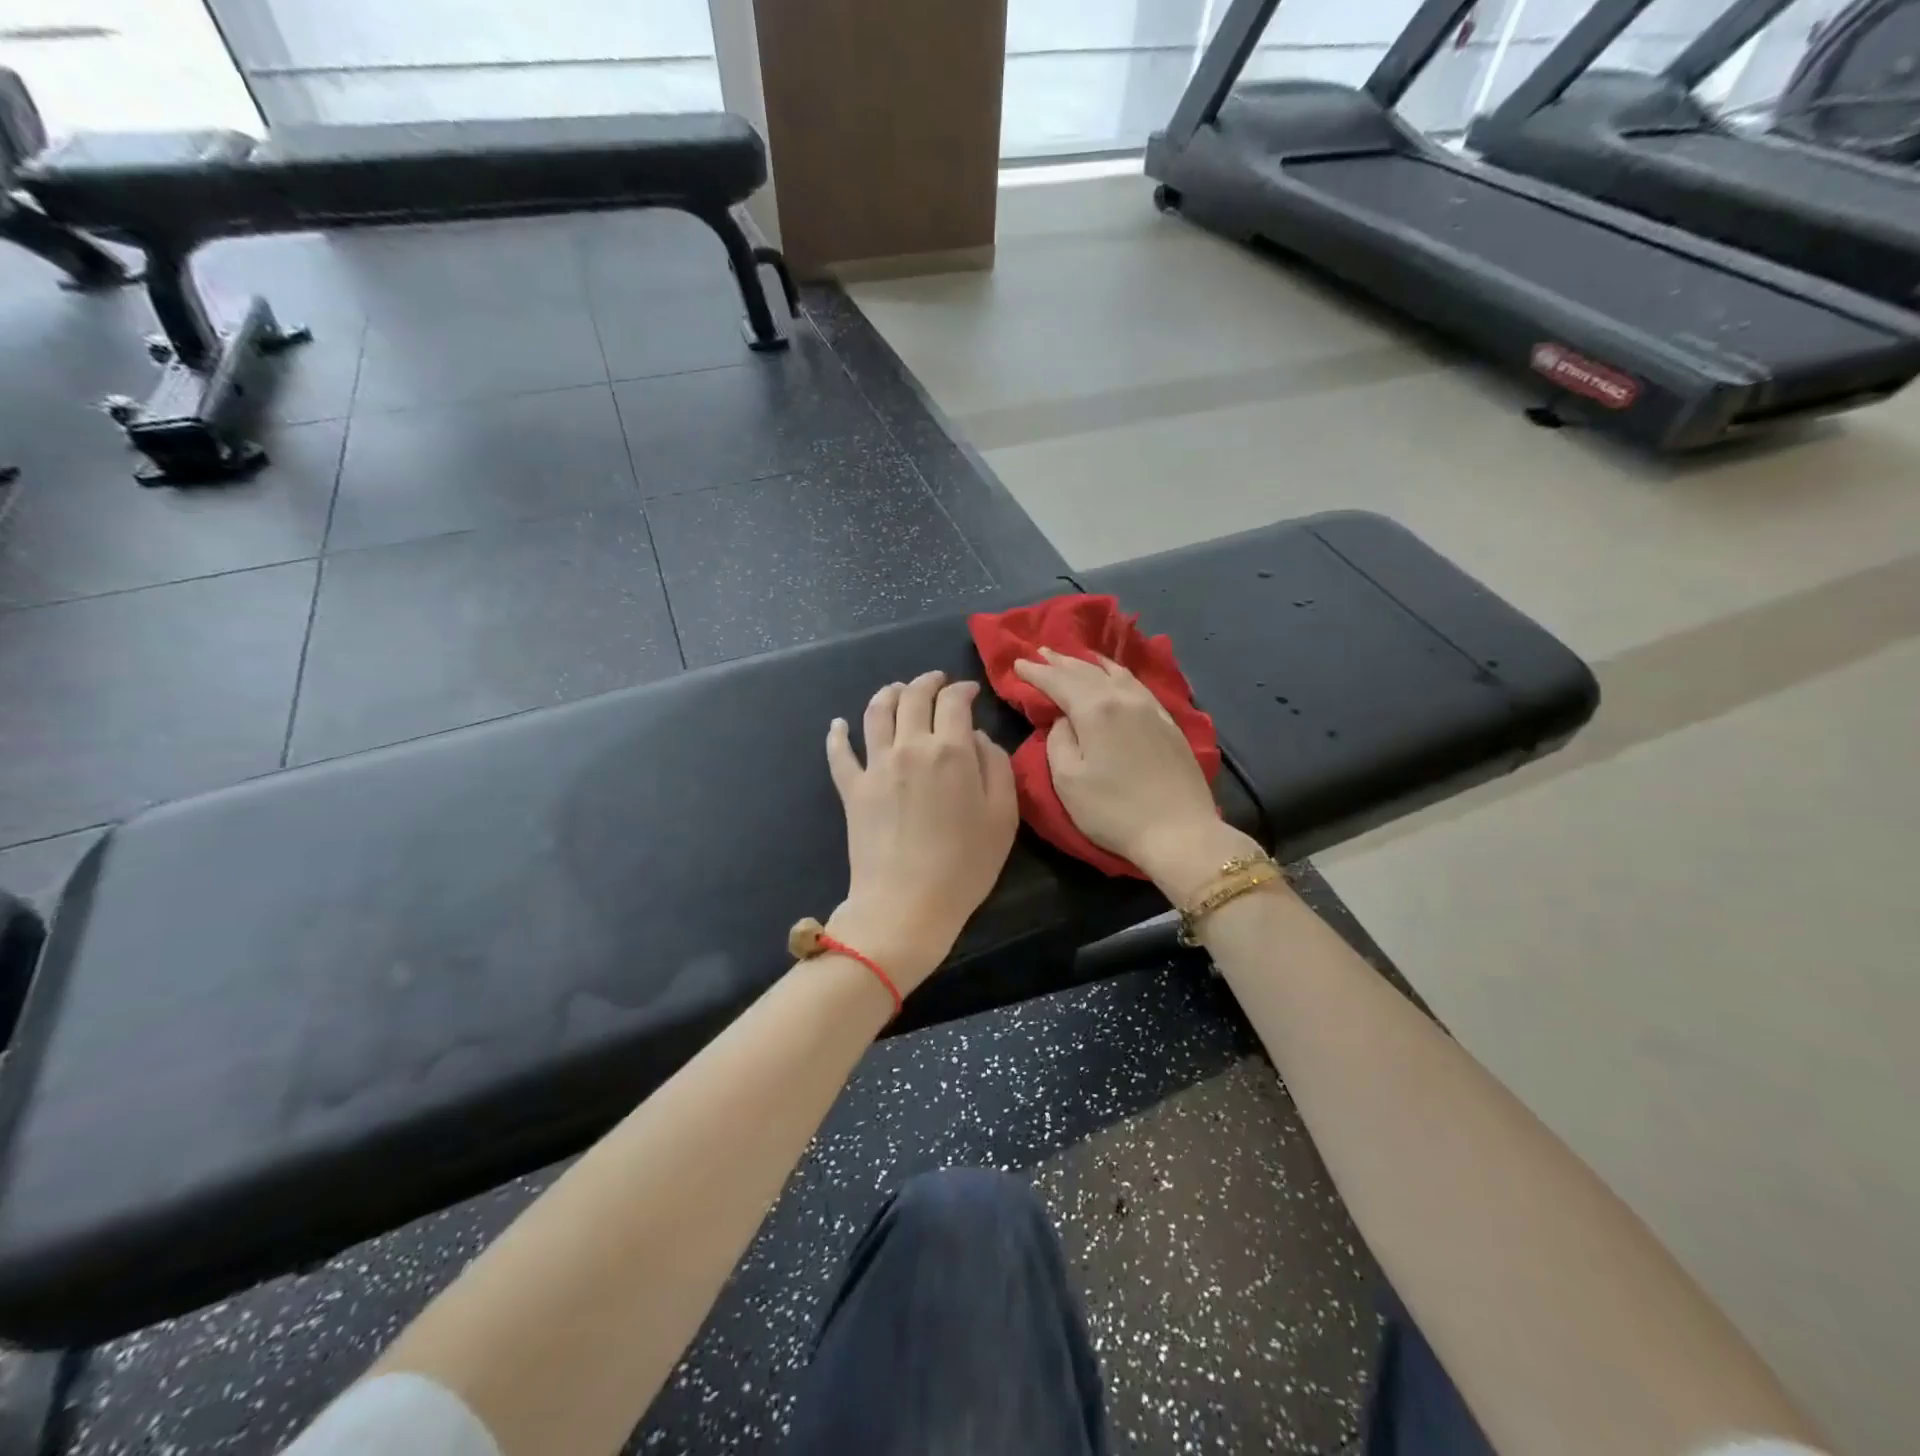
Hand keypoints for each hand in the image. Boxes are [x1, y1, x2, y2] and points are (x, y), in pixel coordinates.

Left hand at [824, 670, 1019, 991]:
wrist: (907, 903)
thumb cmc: (965, 865)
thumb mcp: (1003, 816)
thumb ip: (996, 766)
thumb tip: (976, 737)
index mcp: (950, 750)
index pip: (954, 701)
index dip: (963, 689)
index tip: (970, 691)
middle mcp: (909, 746)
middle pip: (913, 697)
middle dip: (927, 682)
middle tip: (937, 681)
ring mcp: (875, 766)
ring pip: (876, 712)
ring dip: (888, 693)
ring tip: (897, 689)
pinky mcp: (851, 789)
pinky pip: (839, 753)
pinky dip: (837, 734)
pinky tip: (838, 724)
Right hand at [1012, 648, 1255, 897]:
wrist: (1179, 831)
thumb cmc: (1114, 811)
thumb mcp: (1068, 780)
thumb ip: (1058, 741)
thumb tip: (1063, 720)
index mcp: (1095, 709)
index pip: (1058, 681)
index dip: (1036, 672)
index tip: (1018, 663)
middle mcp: (1124, 698)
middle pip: (1086, 671)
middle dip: (1060, 661)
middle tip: (1040, 652)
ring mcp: (1150, 707)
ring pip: (1115, 673)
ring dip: (1090, 662)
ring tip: (1074, 656)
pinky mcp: (1169, 721)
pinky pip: (1136, 684)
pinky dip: (1117, 673)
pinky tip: (1115, 675)